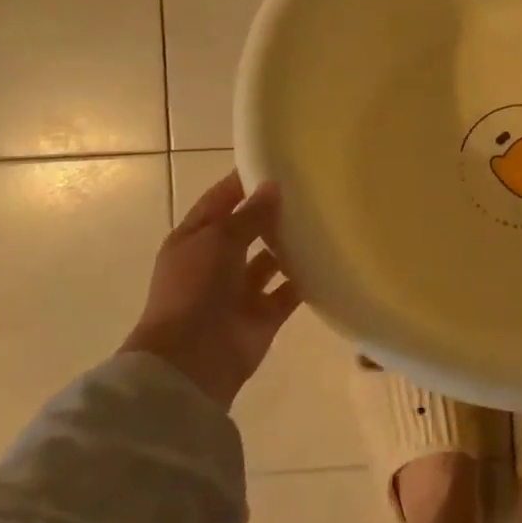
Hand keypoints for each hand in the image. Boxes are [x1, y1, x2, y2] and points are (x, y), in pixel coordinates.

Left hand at [120, 172, 301, 408]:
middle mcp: (216, 262)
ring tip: (324, 221)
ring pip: (270, 261)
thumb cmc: (195, 289)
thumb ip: (249, 214)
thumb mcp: (218, 241)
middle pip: (248, 230)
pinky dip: (305, 280)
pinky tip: (329, 261)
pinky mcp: (263, 315)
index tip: (277, 163)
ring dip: (290, 246)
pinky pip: (288, 292)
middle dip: (272, 214)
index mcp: (194, 239)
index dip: (244, 182)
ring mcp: (239, 291)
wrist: (191, 360)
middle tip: (311, 191)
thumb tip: (273, 186)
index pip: (221, 201)